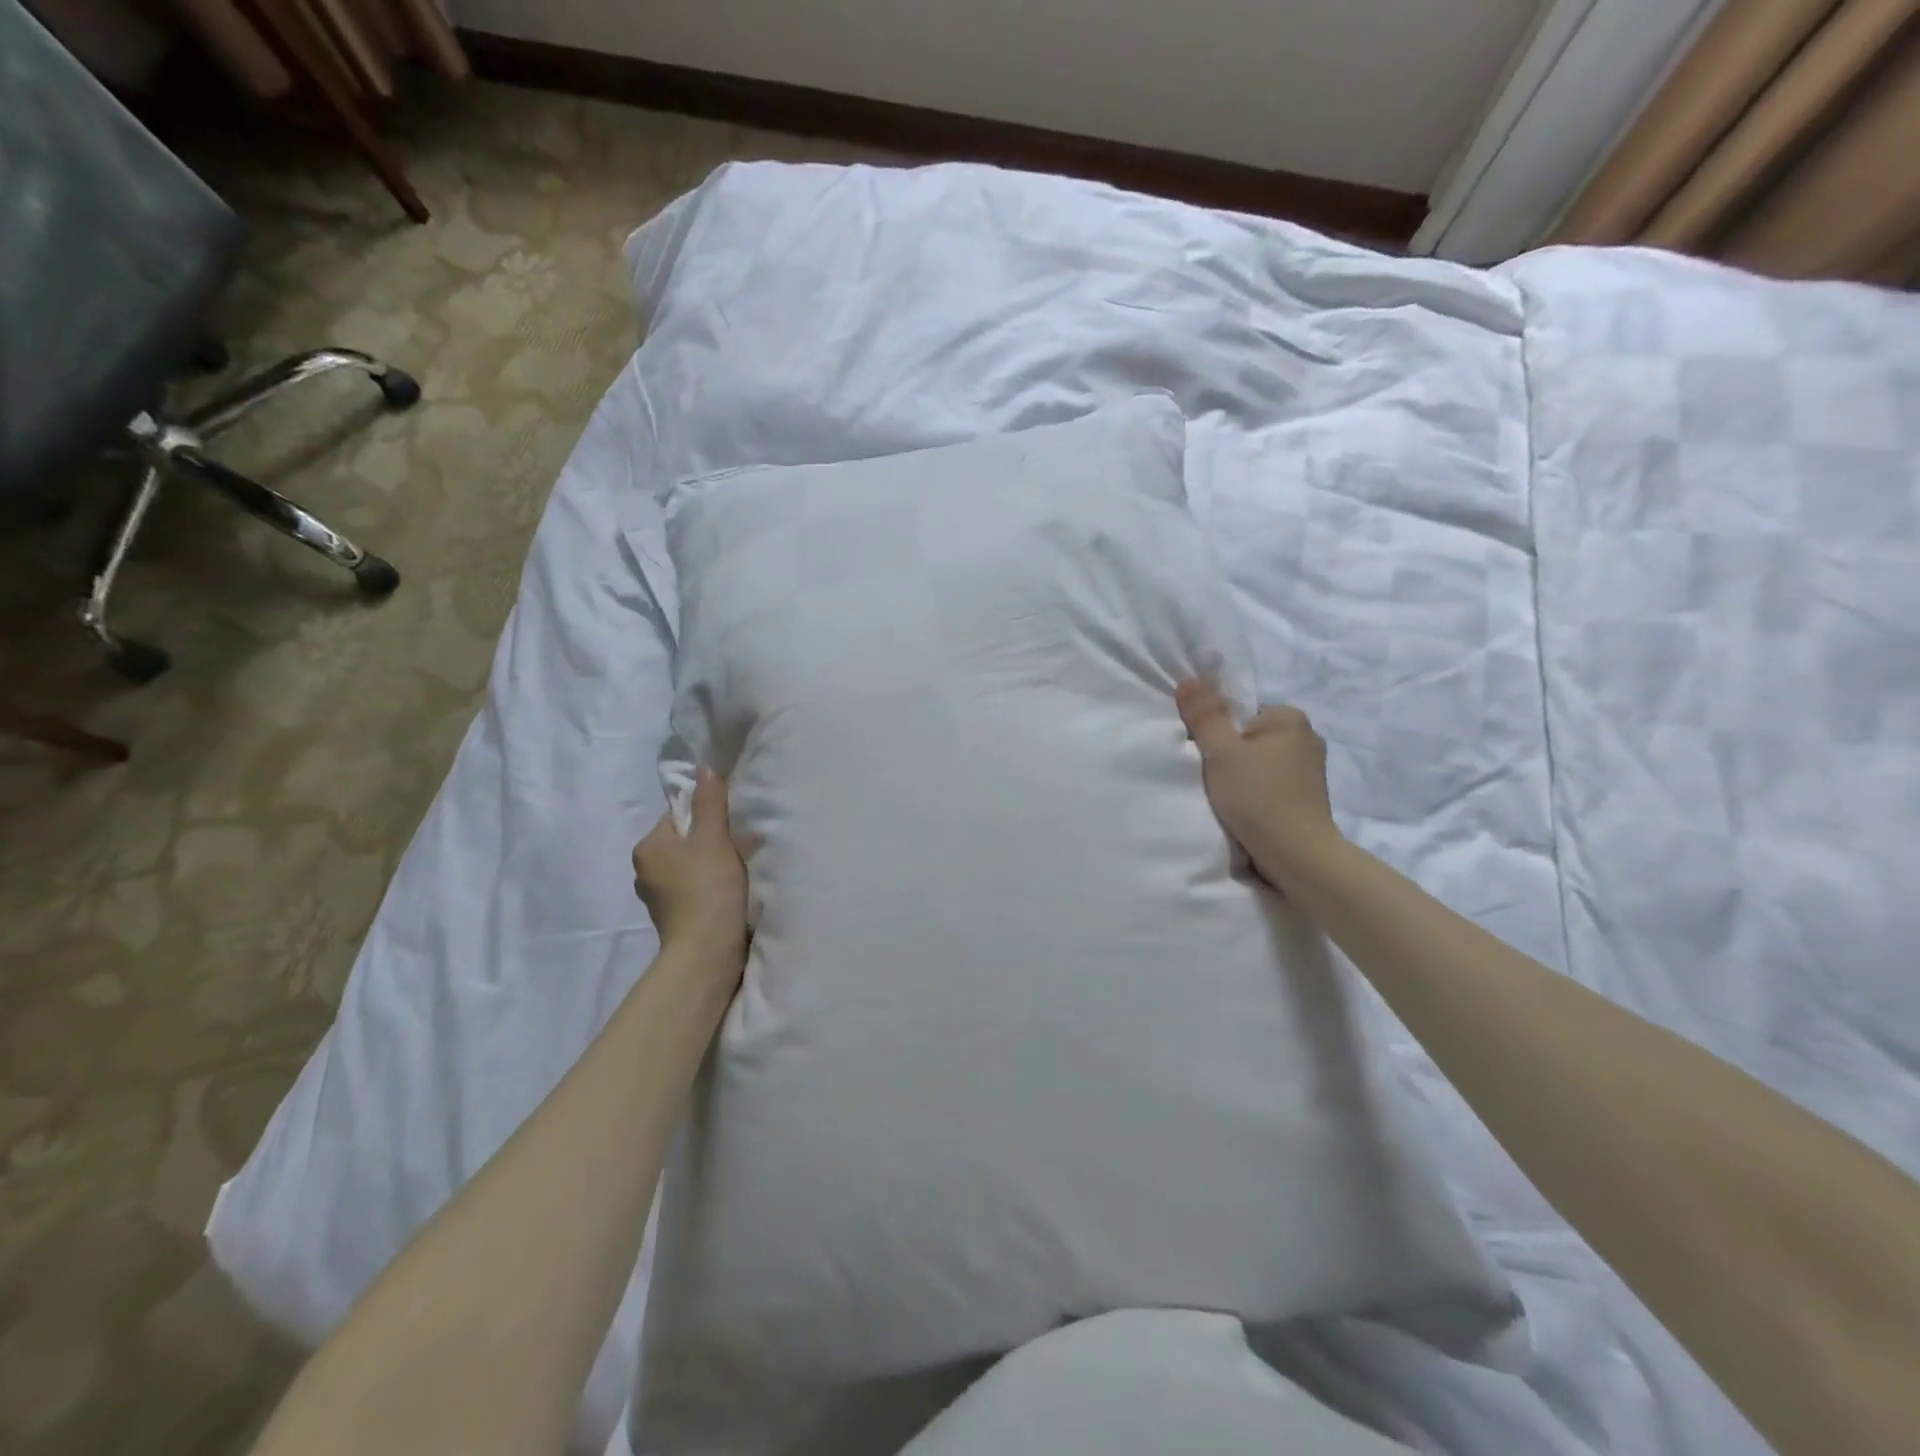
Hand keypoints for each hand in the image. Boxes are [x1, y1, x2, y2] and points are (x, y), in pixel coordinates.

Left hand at [632, 766, 748, 967]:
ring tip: (736, 872)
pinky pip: (692, 889)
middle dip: (709, 841)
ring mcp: (656, 898)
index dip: (707, 814)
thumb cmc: (708, 888)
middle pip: (683, 840)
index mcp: (648, 847)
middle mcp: (643, 870)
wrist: (706, 952)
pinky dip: (708, 887)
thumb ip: (710, 802)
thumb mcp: (713, 838)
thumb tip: (705, 767)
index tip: (731, 824)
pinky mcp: (672, 918)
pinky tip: (727, 894)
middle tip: (738, 846)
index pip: (678, 814)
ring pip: (688, 866)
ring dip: (709, 865)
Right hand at [1175, 679, 1341, 888]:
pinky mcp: (1309, 797)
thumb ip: (1204, 716)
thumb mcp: (1221, 752)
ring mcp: (1311, 769)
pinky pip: (1272, 784)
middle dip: (1231, 755)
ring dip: (1244, 776)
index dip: (1218, 732)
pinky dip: (1257, 793)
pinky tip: (1246, 810)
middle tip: (1213, 778)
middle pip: (1250, 737)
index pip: (1241, 712)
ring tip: (1229, 798)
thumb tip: (1188, 680)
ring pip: (1261, 762)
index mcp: (1290, 718)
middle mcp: (1307, 737)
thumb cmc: (1258, 796)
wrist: (1297, 855)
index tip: (1208, 756)